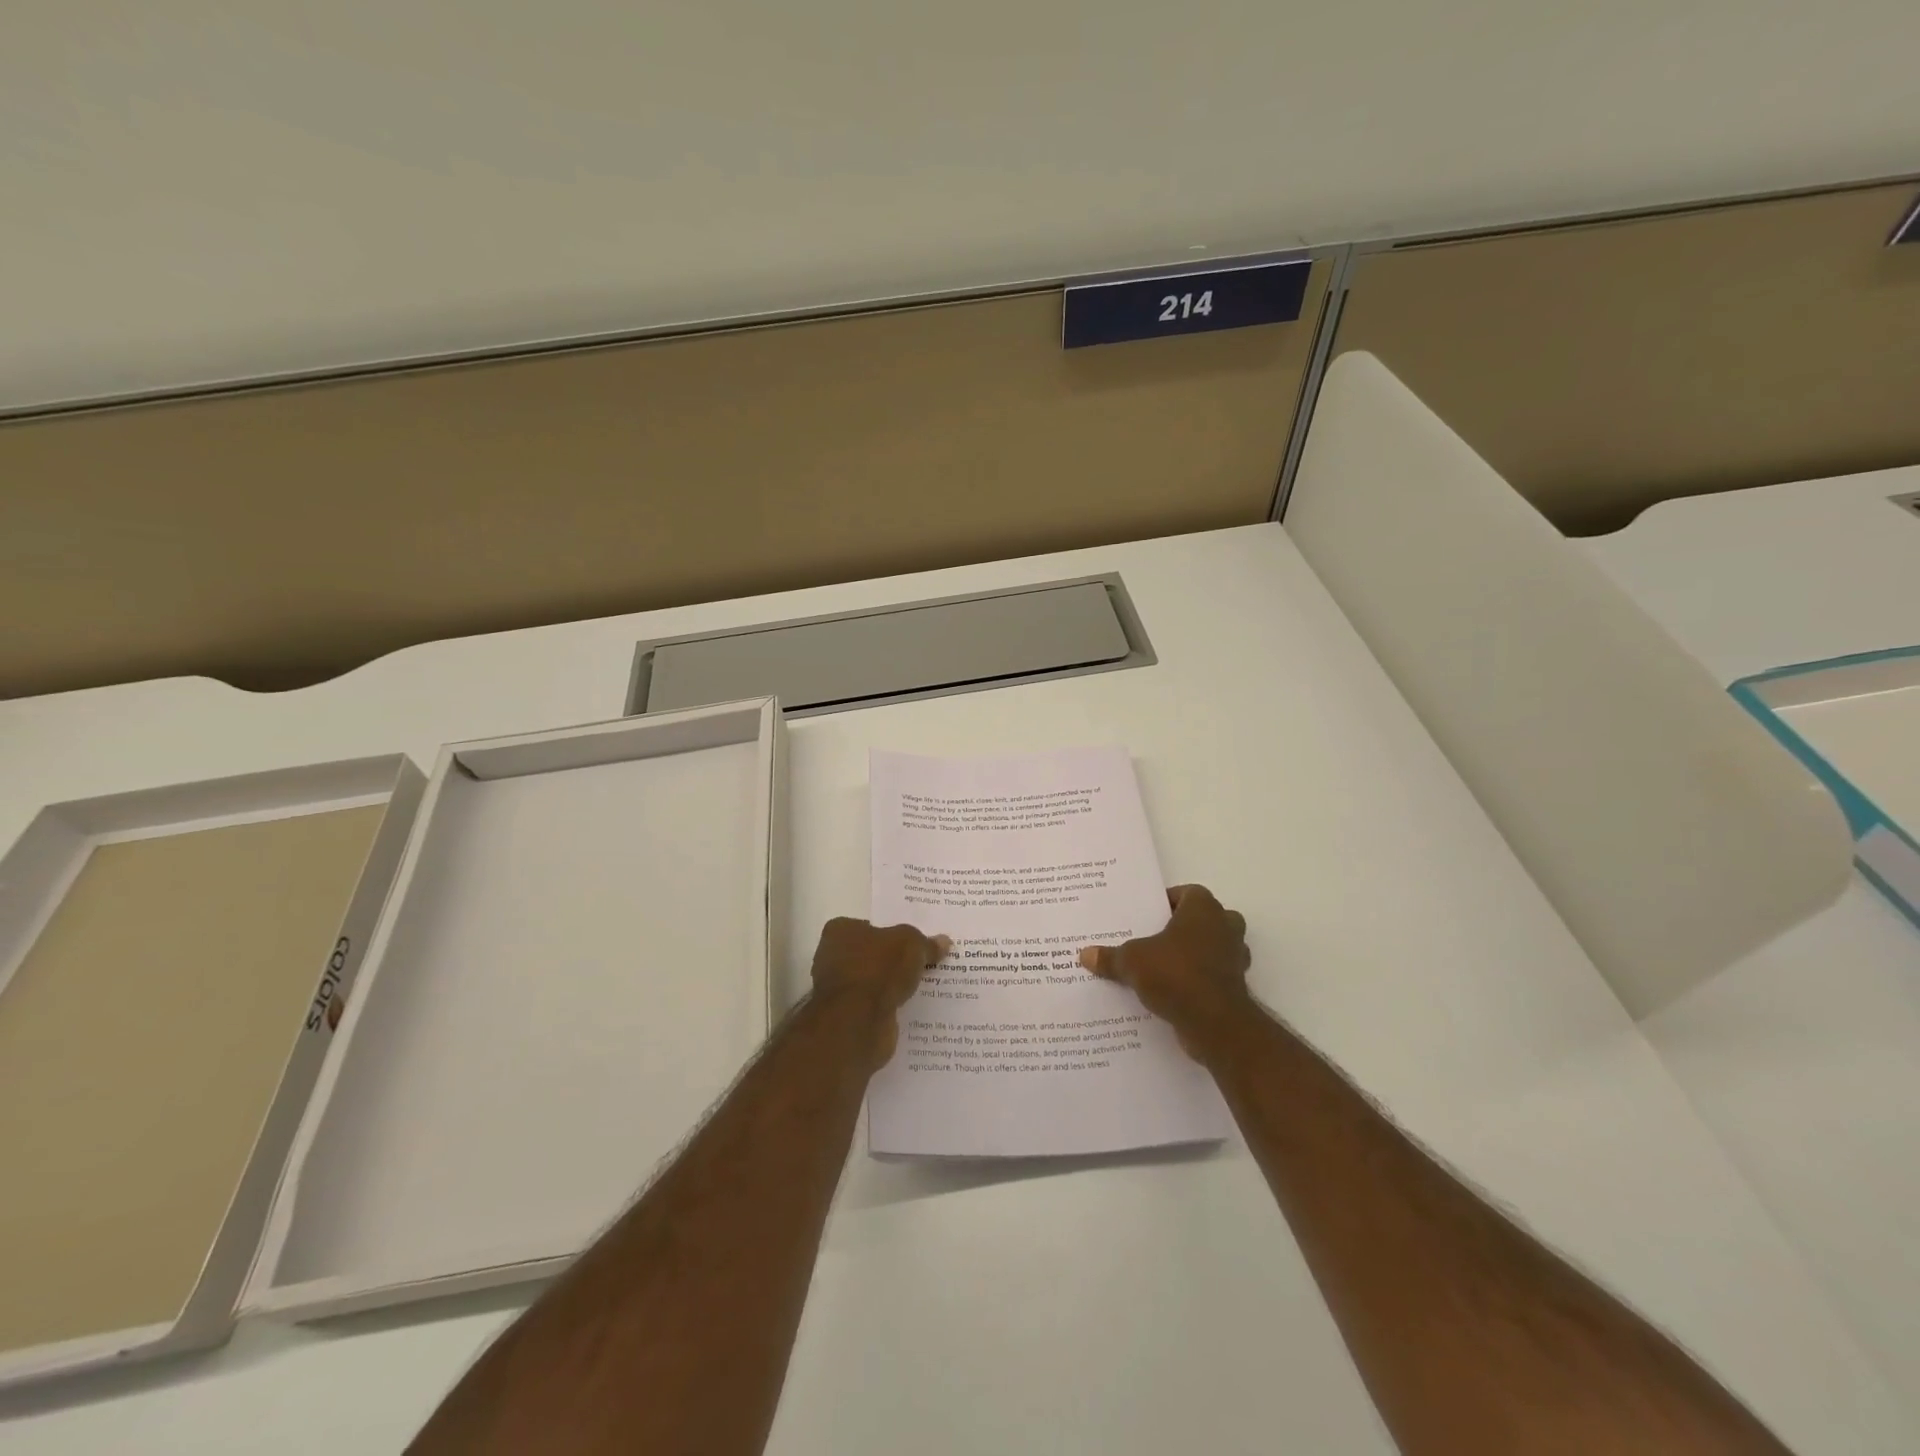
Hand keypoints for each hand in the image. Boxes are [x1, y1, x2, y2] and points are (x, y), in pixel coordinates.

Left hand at [811, 918, 950, 1069]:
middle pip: (872, 954)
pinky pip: (875, 1006)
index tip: (914, 941)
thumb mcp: (911, 944)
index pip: (869, 926)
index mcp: (840, 931)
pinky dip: (890, 1007)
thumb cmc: (878, 969)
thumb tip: (943, 941)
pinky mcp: (847, 1018)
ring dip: (893, 985)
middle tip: (925, 962)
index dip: (892, 932)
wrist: (857, 1022)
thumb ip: (926, 943)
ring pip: (874, 982)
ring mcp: (839, 990)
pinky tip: (913, 1007)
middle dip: (894, 960)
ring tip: (925, 985)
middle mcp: (832, 958)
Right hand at [1079, 885, 1252, 1058]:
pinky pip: (1213, 976)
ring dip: (1193, 955)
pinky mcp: (1236, 987)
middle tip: (1153, 939)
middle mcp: (1225, 927)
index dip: (1168, 901)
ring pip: (1212, 948)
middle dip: (1182, 928)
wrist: (1215, 1023)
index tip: (1147, 915)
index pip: (1188, 893)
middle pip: (1203, 919)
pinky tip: (1173, 992)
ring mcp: (1235, 958)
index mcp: (1203, 909)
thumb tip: (1085, 954)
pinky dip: (1199, 981)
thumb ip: (1111, 957)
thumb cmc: (1176, 974)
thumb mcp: (1132, 961)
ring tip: (1161, 966)